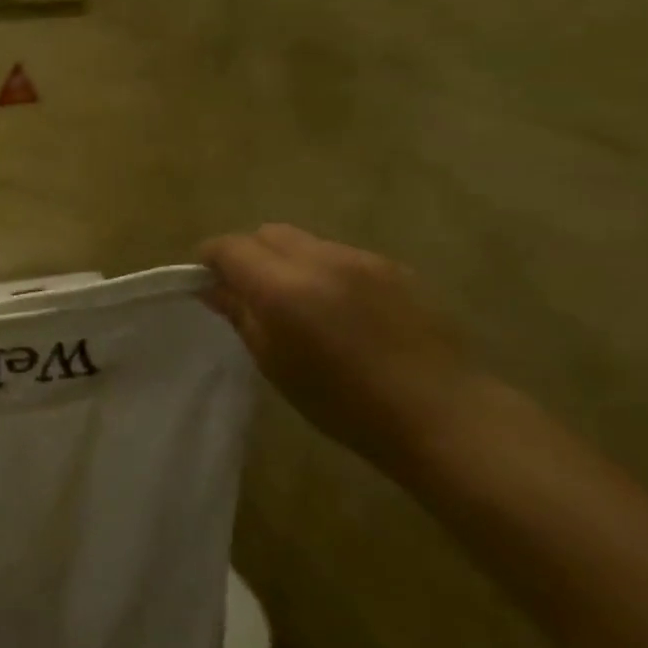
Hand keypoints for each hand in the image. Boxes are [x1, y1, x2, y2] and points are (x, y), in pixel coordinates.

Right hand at [201, 225, 486, 467]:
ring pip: (304, 241)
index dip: (211, 259)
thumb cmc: (344, 403)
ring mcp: (361, 259)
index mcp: (284, 288)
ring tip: (297, 302)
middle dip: (249, 253)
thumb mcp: (275, 364)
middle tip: (249, 291)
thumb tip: (214, 288)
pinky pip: (339, 254)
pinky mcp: (393, 267)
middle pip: (267, 233)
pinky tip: (338, 308)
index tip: (206, 281)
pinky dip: (322, 270)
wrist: (442, 414)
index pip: (230, 247)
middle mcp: (320, 260)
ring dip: (287, 261)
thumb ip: (241, 315)